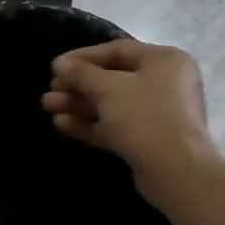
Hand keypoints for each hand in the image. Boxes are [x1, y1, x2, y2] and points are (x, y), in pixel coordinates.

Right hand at [41, 41, 218, 200]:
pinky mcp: (149, 140)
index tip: (55, 65)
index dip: (83, 57)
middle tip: (50, 88)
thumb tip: (60, 64)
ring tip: (47, 106)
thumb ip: (82, 73)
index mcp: (164, 60)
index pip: (117, 51)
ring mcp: (158, 113)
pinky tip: (61, 124)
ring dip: (80, 104)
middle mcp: (165, 83)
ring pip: (112, 104)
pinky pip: (116, 125)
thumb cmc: (145, 117)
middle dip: (78, 84)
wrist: (177, 173)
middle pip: (113, 78)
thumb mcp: (109, 89)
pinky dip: (91, 123)